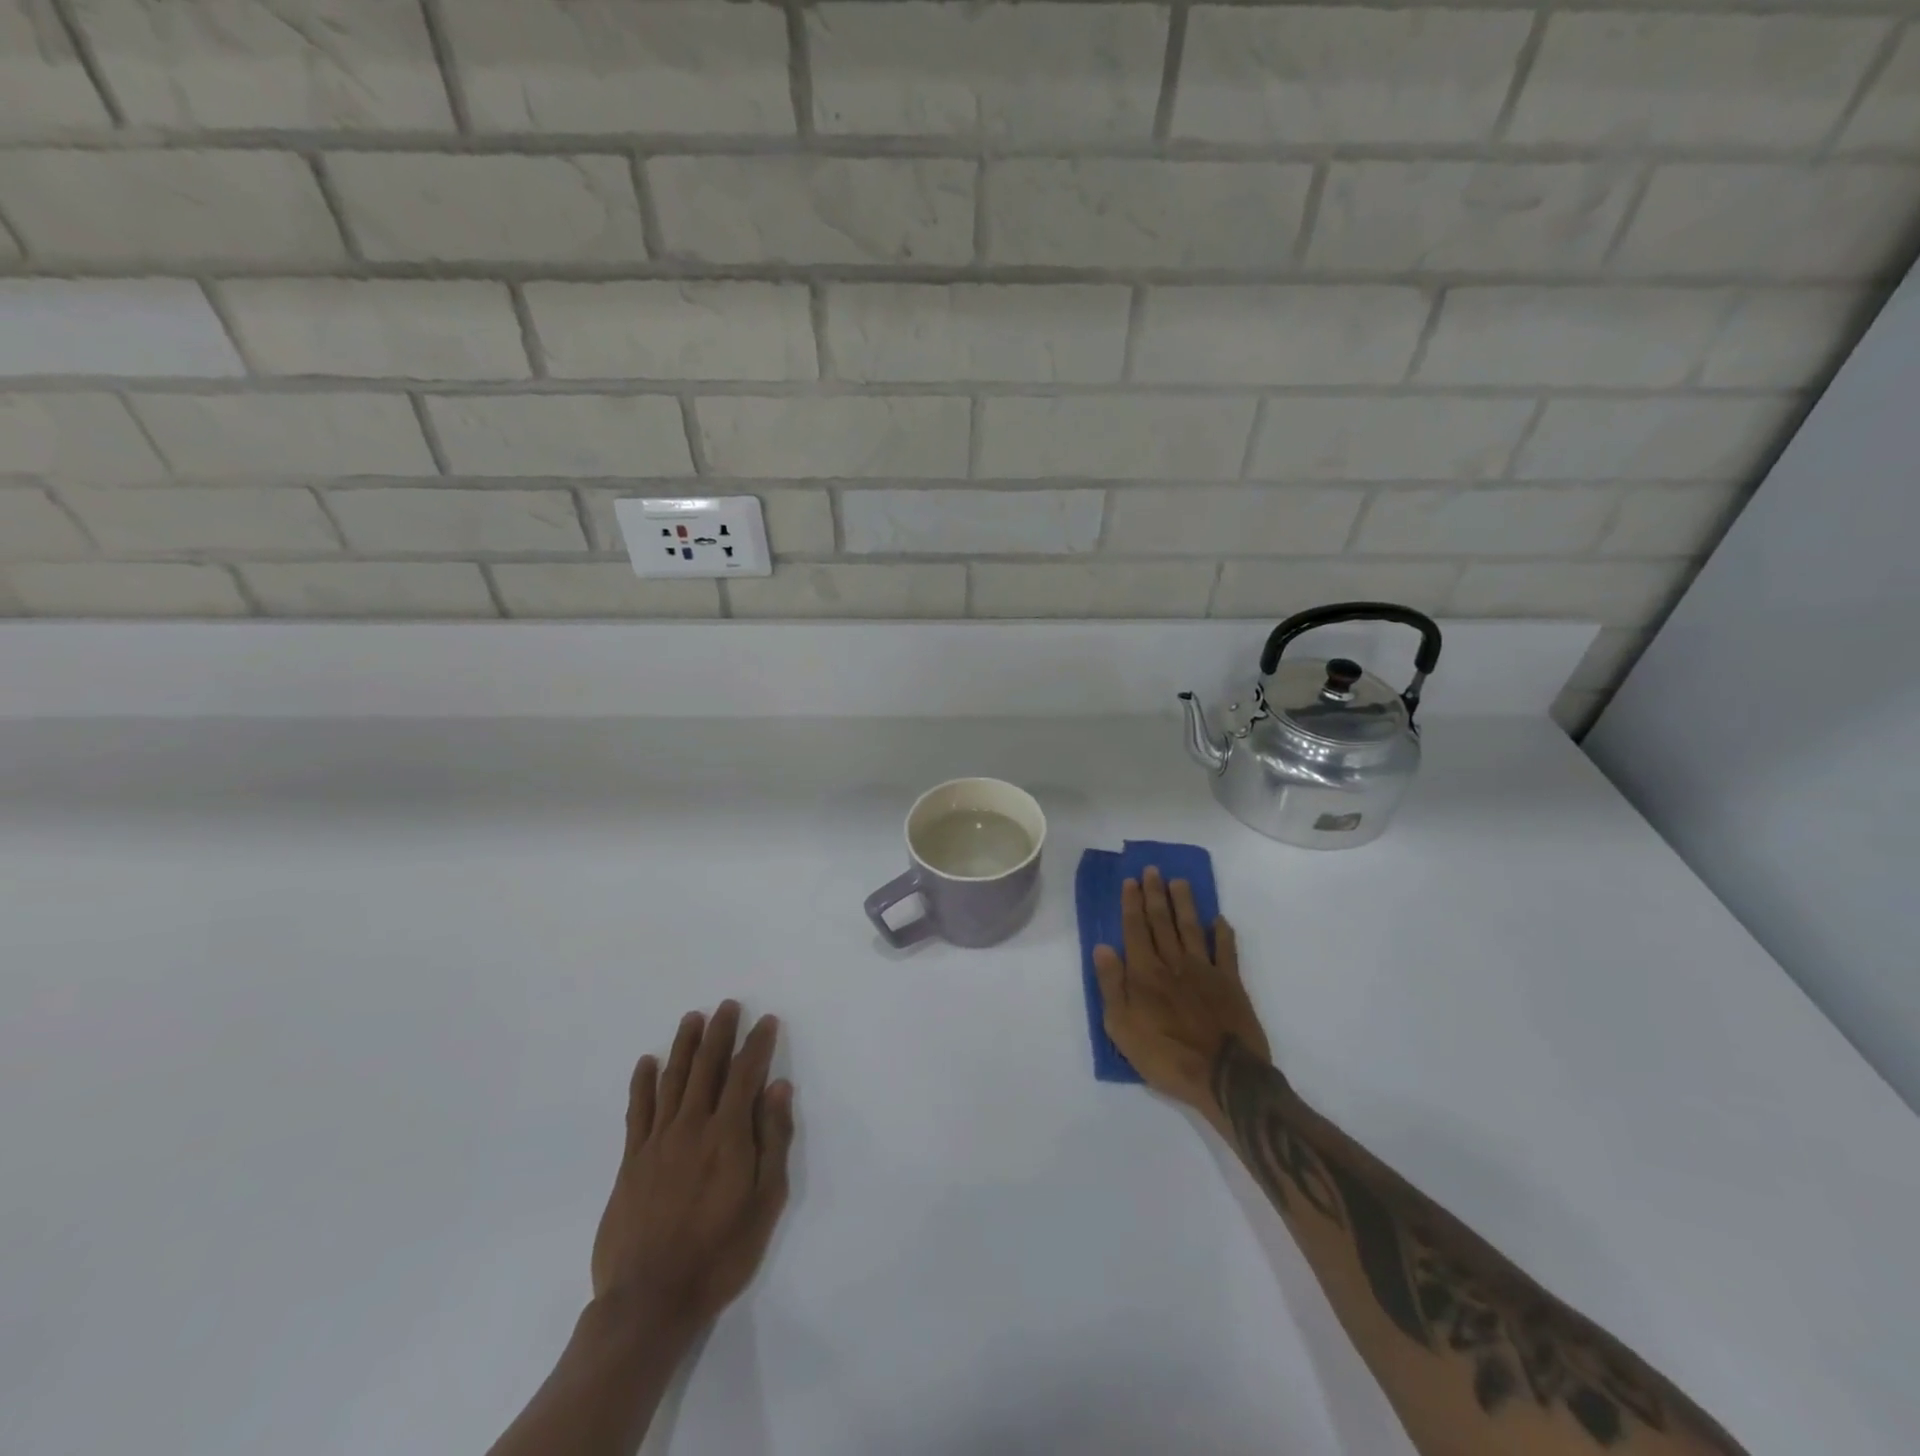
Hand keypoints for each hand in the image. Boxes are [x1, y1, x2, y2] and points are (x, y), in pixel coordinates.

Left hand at [590, 1002, 794, 1338]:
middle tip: (727, 1006)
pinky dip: (643, 1083)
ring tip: (692, 1018)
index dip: (757, 1044)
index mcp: (727, 1135)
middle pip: (707, 1067)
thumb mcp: (764, 1202)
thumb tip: (778, 1087)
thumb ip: (772, 1141)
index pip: (745, 1075)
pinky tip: (647, 1062)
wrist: (650, 1302)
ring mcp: (657, 1142)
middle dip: (719, 1033)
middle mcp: (692, 1126)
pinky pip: (638, 1111)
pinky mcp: (631, 1161)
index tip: (767, 1021)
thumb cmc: (720, 1254)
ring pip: (672, 1080)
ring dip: (684, 1046)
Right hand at [1094, 867, 1272, 1118]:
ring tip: (1179, 882)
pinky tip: (1219, 919)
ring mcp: (1205, 971)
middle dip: (1155, 894)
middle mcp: (1173, 963)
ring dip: (1184, 904)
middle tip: (1152, 870)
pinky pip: (1226, 951)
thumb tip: (1102, 947)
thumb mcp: (1122, 1027)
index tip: (1131, 881)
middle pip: (1162, 922)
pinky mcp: (1231, 984)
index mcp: (1145, 973)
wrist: (1224, 1076)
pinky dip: (1223, 933)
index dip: (1132, 904)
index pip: (1136, 929)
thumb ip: (1111, 985)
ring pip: (1191, 928)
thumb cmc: (1165, 1056)